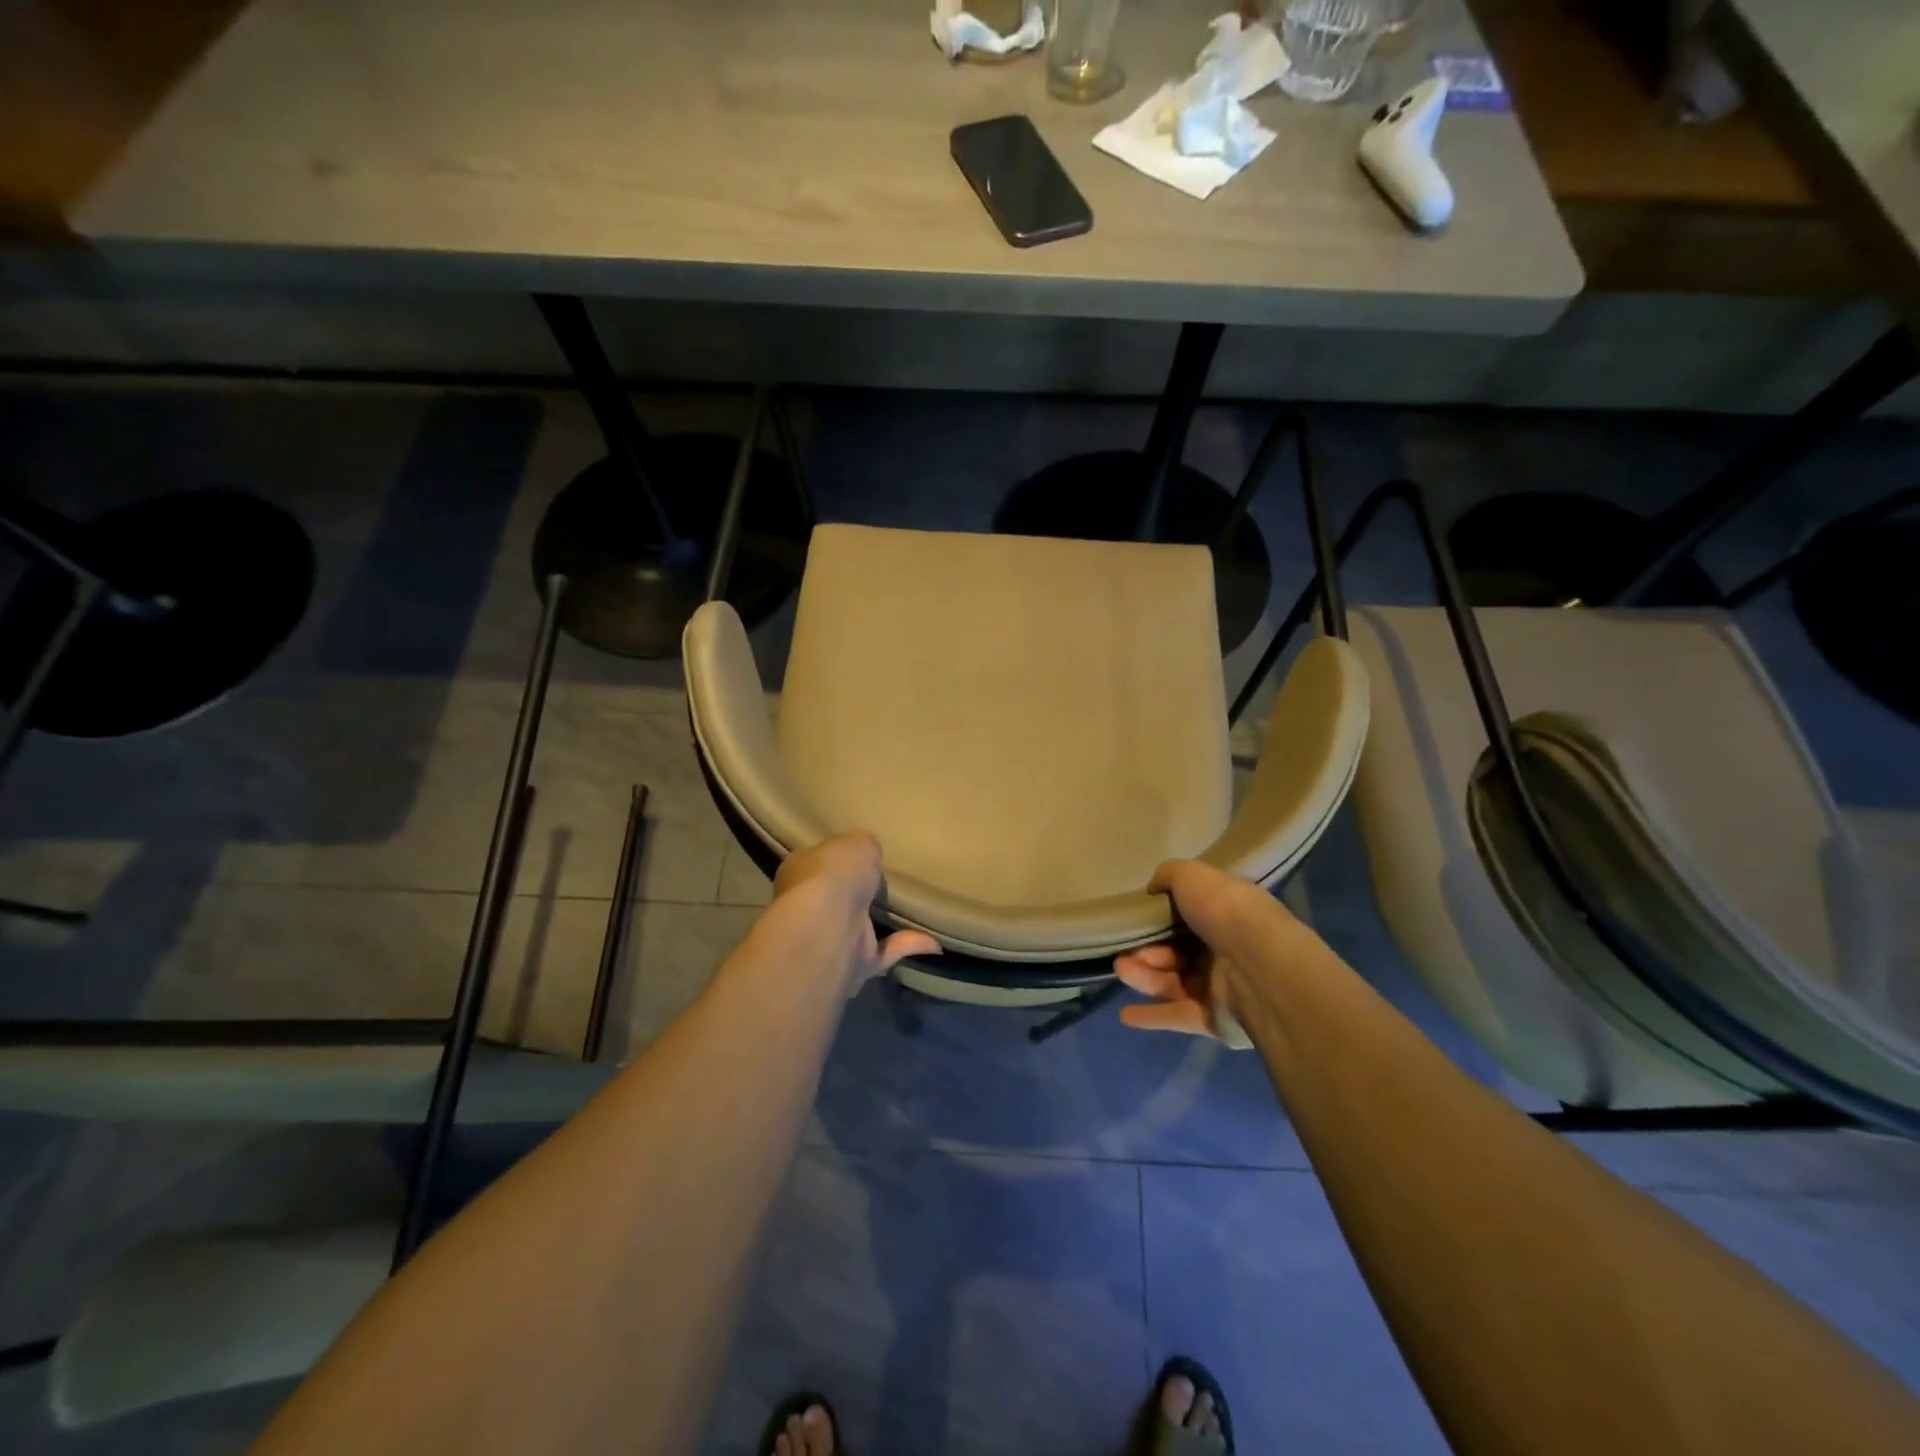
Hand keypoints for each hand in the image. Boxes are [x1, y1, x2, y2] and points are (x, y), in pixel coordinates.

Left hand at [771, 833, 939, 991]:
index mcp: (800, 872)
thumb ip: (866, 849)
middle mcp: (808, 908)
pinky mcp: (853, 965)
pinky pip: (885, 952)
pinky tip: (934, 940)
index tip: (864, 858)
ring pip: (860, 929)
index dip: (839, 859)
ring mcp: (830, 939)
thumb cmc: (835, 873)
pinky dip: (908, 945)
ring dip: (884, 924)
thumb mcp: (858, 842)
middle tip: (889, 884)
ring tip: (916, 911)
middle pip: (836, 898)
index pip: (818, 862)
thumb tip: (869, 858)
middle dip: (859, 894)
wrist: (829, 925)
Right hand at [1114, 859, 1287, 1047]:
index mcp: (1227, 915)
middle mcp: (1226, 950)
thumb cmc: (1226, 913)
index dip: (1163, 915)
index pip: (1192, 915)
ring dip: (1144, 976)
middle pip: (1178, 950)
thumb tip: (1154, 888)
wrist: (1260, 968)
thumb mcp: (1192, 875)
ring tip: (1121, 969)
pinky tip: (1125, 1015)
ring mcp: (1221, 988)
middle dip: (1148, 948)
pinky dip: (1151, 1015)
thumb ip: (1169, 875)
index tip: (1138, 915)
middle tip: (1123, 947)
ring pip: (1173, 981)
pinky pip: (1177, 1015)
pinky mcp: (1214, 1020)